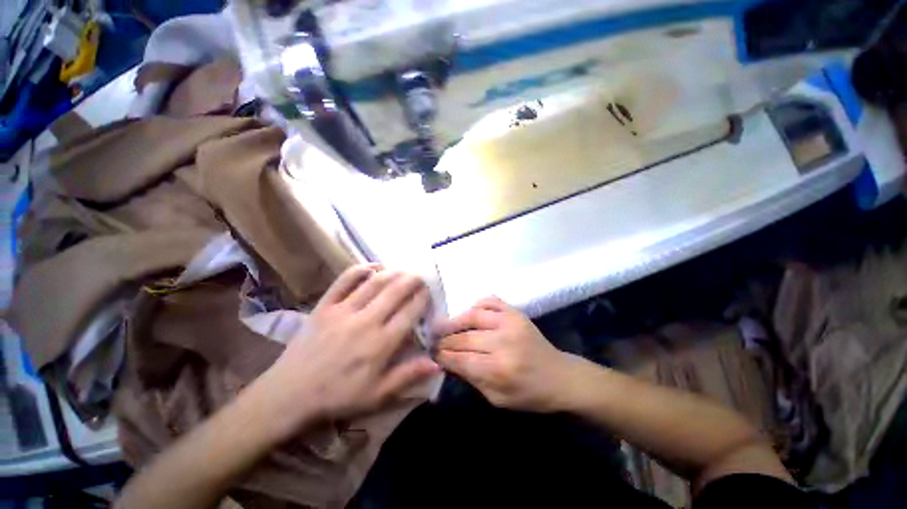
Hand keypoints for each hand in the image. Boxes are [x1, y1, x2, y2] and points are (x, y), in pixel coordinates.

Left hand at [259, 264, 438, 439]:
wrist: (290, 393)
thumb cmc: (338, 395)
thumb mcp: (377, 395)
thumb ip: (408, 375)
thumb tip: (437, 363)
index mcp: (380, 344)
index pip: (409, 313)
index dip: (422, 298)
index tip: (428, 291)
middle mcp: (365, 322)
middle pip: (395, 291)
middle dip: (412, 280)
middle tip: (420, 275)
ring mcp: (343, 311)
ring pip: (374, 282)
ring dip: (393, 272)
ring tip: (403, 269)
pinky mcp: (324, 306)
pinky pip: (344, 280)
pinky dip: (360, 269)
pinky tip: (373, 266)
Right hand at [434, 296, 577, 411]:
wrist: (560, 376)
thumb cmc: (529, 393)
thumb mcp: (498, 398)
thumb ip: (472, 379)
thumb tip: (449, 361)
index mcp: (499, 369)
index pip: (460, 359)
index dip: (442, 356)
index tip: (431, 353)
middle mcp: (503, 342)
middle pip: (464, 337)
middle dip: (445, 339)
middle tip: (433, 340)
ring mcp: (511, 322)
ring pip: (474, 315)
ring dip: (456, 320)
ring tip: (444, 324)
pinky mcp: (516, 313)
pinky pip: (492, 301)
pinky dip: (478, 303)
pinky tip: (471, 311)